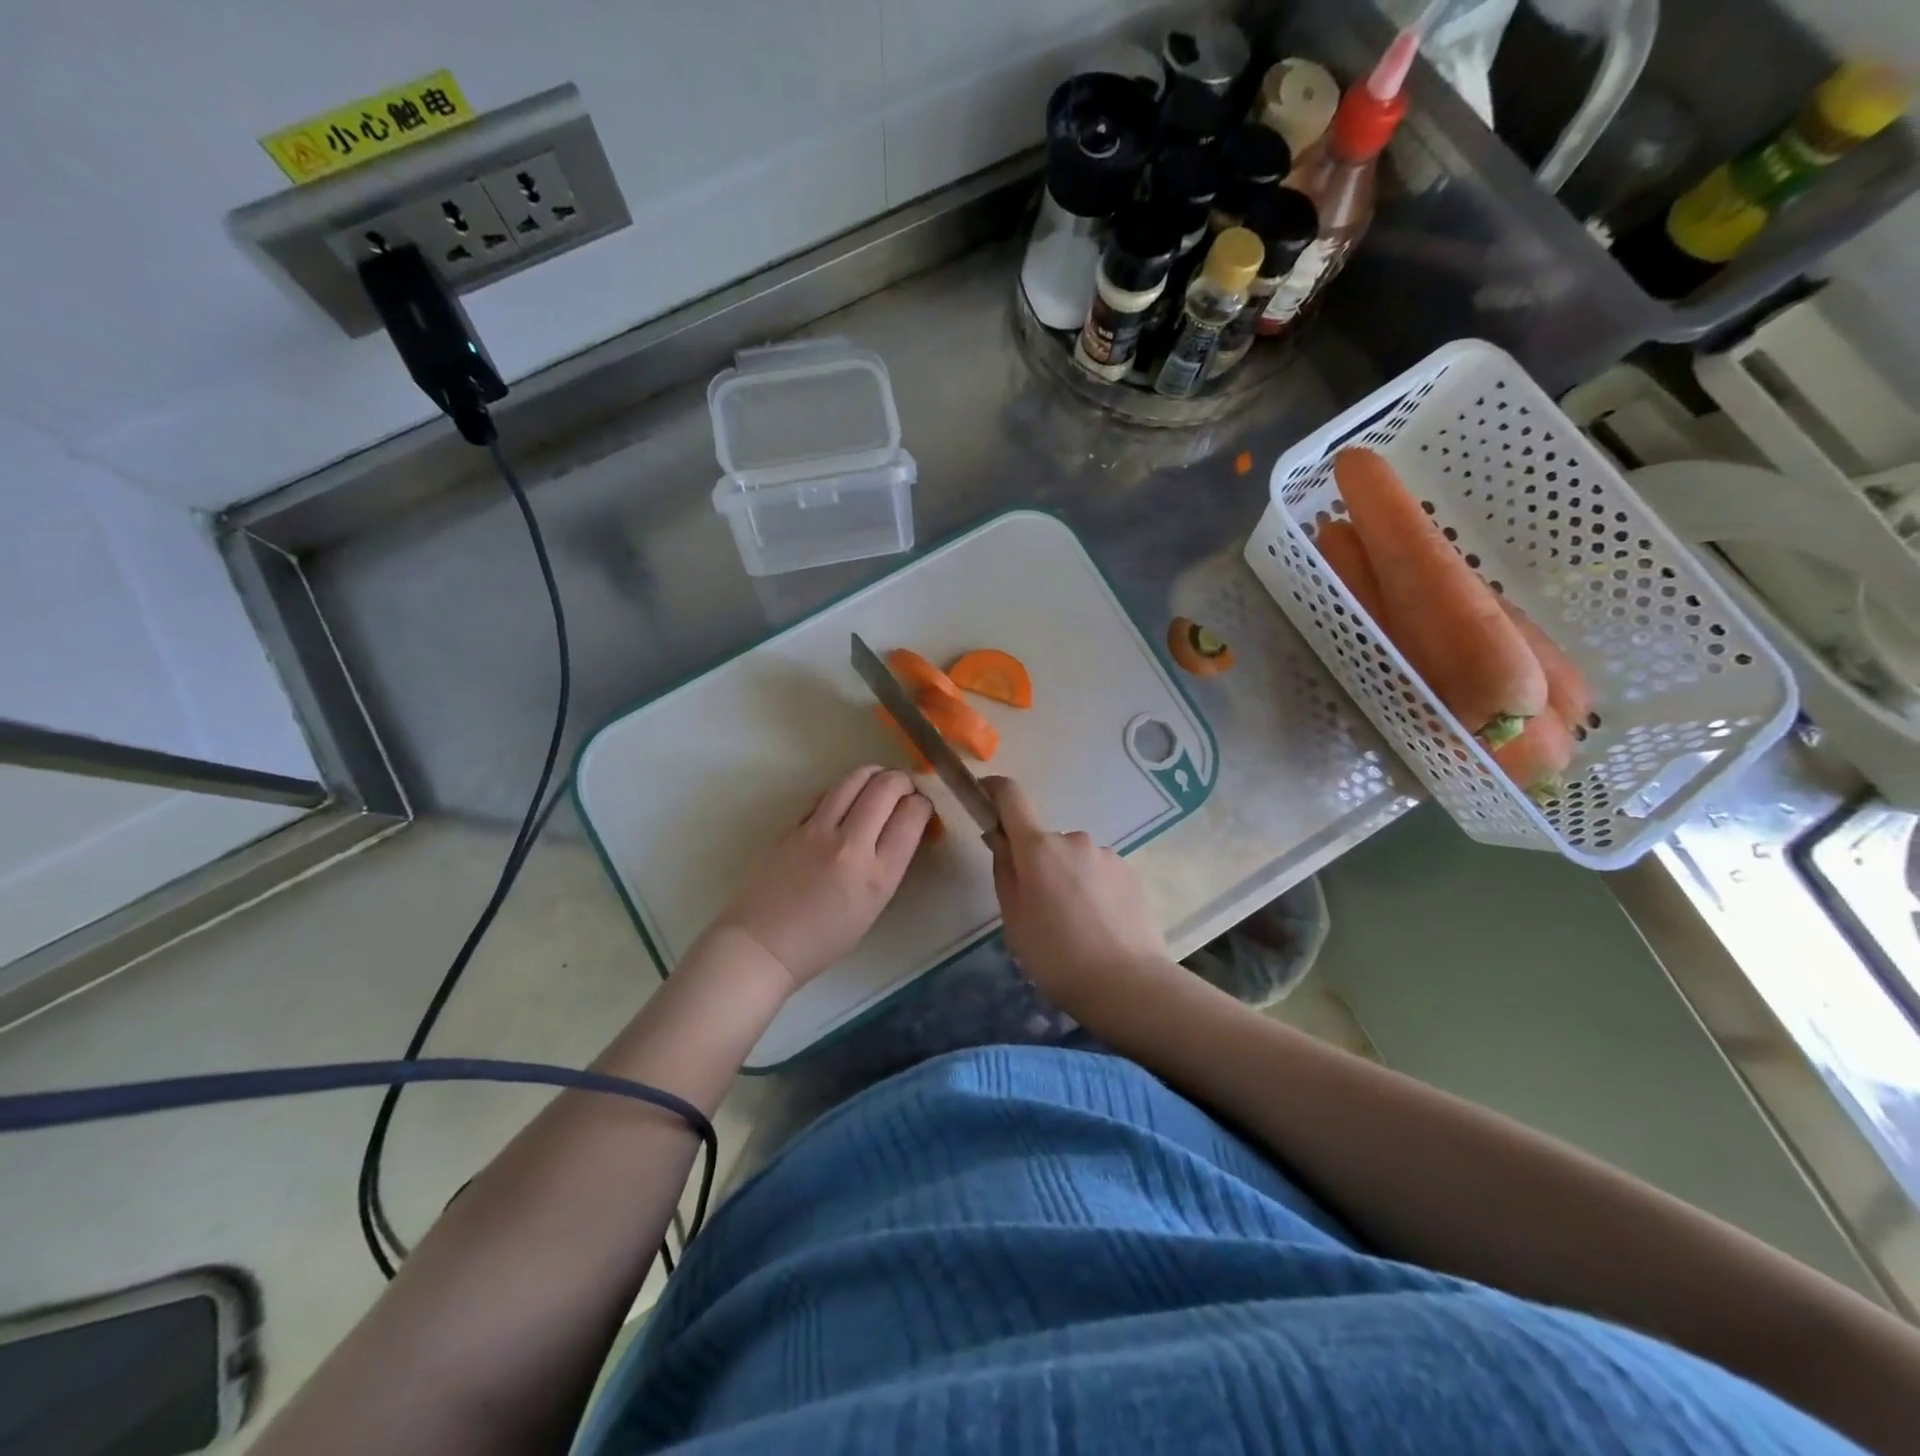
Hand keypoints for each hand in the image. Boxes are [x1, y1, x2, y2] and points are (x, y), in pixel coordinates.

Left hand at [704, 766, 931, 991]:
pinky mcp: (793, 826)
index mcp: (878, 875)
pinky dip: (844, 791)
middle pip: (886, 788)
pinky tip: (846, 799)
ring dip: (873, 773)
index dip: (922, 804)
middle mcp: (851, 846)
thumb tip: (899, 826)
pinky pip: (826, 795)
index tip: (920, 806)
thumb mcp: (872, 907)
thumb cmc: (823, 939)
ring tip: (879, 779)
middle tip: (904, 786)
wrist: (763, 945)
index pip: (911, 816)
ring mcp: (817, 831)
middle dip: (902, 780)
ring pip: (854, 779)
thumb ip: (888, 864)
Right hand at [984, 776, 1170, 1008]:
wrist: (1128, 984)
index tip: (985, 796)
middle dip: (1038, 864)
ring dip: (1068, 878)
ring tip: (1075, 925)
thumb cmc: (1057, 956)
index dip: (995, 790)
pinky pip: (1099, 872)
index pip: (1012, 796)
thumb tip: (1000, 839)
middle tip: (1040, 909)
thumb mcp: (1014, 919)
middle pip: (1044, 841)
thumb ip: (1005, 871)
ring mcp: (1107, 855)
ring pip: (1074, 859)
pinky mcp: (1131, 873)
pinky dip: (1092, 890)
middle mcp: (1074, 839)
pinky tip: (1099, 926)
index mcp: (1038, 848)